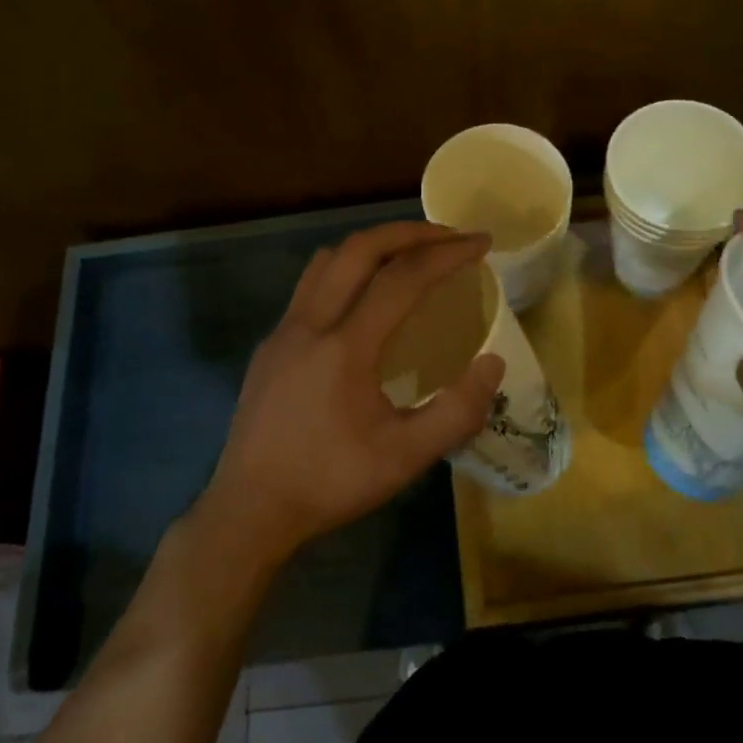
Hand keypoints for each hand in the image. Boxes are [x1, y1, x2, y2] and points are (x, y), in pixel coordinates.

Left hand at [197, 221, 505, 568]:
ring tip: (409, 257)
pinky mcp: (270, 344)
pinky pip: (310, 285)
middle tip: (449, 239)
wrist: (249, 510)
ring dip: (374, 246)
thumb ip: (456, 411)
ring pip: (329, 260)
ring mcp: (284, 330)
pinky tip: (363, 301)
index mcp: (345, 346)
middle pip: (361, 248)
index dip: (446, 253)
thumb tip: (493, 363)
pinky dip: (346, 271)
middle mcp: (310, 322)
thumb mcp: (404, 459)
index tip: (481, 244)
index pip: (402, 277)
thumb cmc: (329, 483)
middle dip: (411, 233)